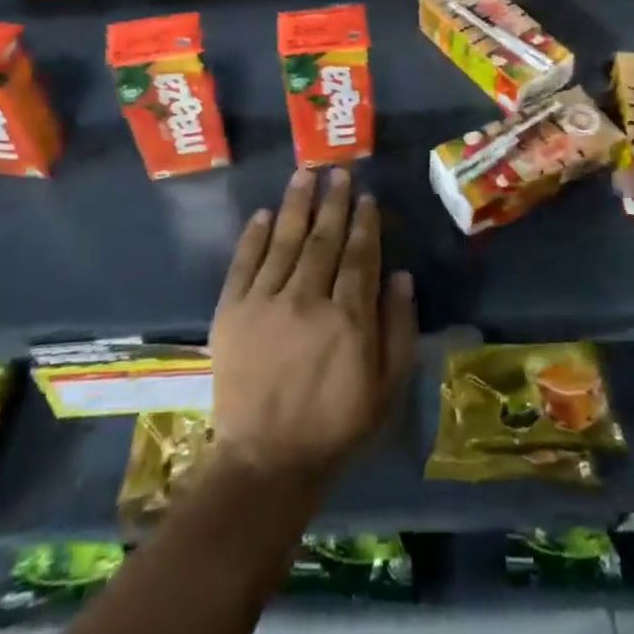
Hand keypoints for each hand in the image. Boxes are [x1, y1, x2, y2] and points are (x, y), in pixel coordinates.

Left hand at [210, 168, 417, 488]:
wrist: (267, 461)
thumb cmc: (337, 425)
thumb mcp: (388, 386)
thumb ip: (399, 327)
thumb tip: (402, 275)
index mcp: (349, 317)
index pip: (360, 255)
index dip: (365, 222)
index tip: (367, 197)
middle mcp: (307, 300)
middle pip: (323, 239)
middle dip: (334, 202)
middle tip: (339, 172)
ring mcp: (265, 304)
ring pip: (284, 241)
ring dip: (296, 205)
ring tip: (305, 175)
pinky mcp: (231, 314)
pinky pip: (243, 265)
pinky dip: (253, 237)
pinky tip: (264, 214)